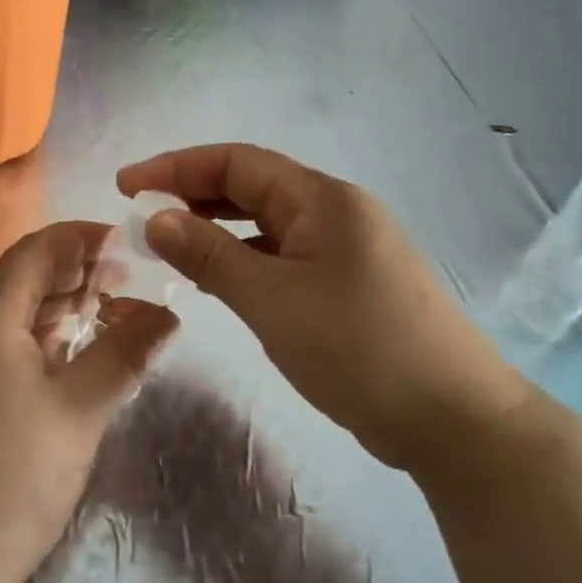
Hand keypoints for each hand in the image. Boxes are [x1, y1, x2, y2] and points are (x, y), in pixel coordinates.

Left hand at [0, 222, 178, 582]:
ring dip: (62, 303)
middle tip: (130, 278)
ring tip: (113, 307)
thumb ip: (124, 354)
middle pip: (24, 276)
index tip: (129, 241)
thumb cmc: (10, 479)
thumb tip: (169, 314)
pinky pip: (5, 341)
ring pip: (15, 310)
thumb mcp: (79, 412)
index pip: (37, 249)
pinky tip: (76, 349)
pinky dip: (43, 335)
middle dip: (77, 270)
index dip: (83, 238)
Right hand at [116, 144, 533, 472]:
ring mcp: (344, 249)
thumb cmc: (360, 348)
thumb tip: (155, 218)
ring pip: (265, 224)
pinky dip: (243, 260)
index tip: (126, 186)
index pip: (237, 162)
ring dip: (216, 229)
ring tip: (168, 246)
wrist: (455, 421)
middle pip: (251, 187)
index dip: (176, 167)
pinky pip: (282, 256)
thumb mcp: (272, 299)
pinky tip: (218, 281)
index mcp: (322, 199)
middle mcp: (334, 212)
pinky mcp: (347, 285)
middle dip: (192, 194)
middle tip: (140, 217)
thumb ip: (210, 254)